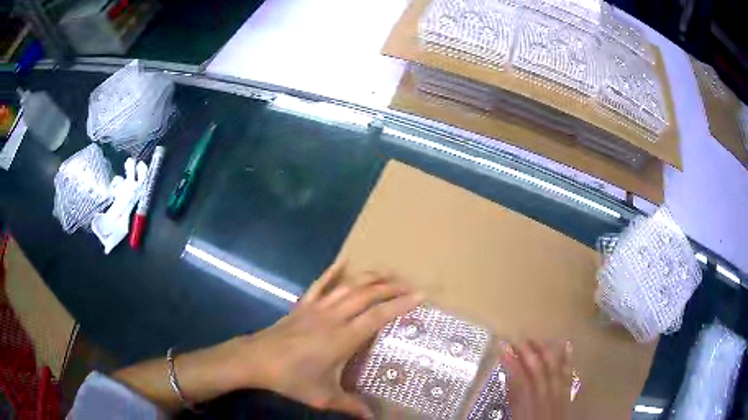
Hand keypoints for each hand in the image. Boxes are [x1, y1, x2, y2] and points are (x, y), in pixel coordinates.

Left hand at [113, 261, 420, 415]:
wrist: (255, 360)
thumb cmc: (291, 378)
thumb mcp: (323, 396)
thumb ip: (350, 406)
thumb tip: (373, 418)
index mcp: (342, 338)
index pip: (378, 316)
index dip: (400, 304)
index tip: (420, 295)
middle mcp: (333, 317)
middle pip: (367, 295)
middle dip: (391, 287)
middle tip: (410, 285)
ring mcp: (316, 308)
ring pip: (348, 286)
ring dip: (369, 278)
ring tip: (387, 274)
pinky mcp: (302, 305)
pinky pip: (320, 284)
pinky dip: (332, 272)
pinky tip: (343, 262)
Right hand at [499, 340, 573, 419]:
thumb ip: (511, 404)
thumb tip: (503, 385)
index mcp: (527, 411)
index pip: (520, 382)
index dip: (511, 363)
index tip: (503, 347)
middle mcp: (545, 401)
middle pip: (539, 372)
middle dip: (528, 353)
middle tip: (518, 339)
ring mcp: (560, 398)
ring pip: (555, 370)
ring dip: (546, 352)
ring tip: (537, 339)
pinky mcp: (568, 398)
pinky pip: (569, 376)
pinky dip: (567, 360)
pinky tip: (565, 346)